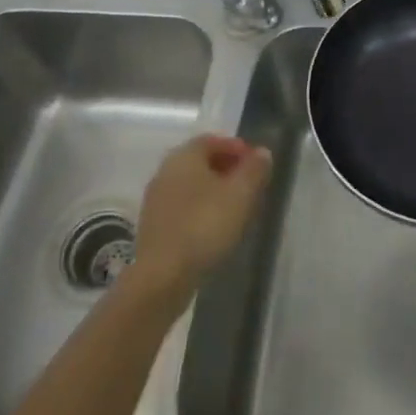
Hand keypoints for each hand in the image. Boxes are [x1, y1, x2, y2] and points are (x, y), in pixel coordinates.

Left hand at [130, 134, 273, 296]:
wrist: (163, 274)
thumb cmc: (205, 225)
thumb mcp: (240, 194)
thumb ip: (254, 169)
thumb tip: (262, 152)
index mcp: (184, 156)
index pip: (211, 140)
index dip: (235, 147)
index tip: (256, 163)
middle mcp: (165, 171)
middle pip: (199, 162)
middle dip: (225, 168)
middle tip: (249, 184)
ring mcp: (156, 199)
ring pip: (190, 185)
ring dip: (213, 190)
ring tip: (236, 207)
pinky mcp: (153, 225)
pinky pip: (182, 206)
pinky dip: (200, 208)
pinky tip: (214, 227)